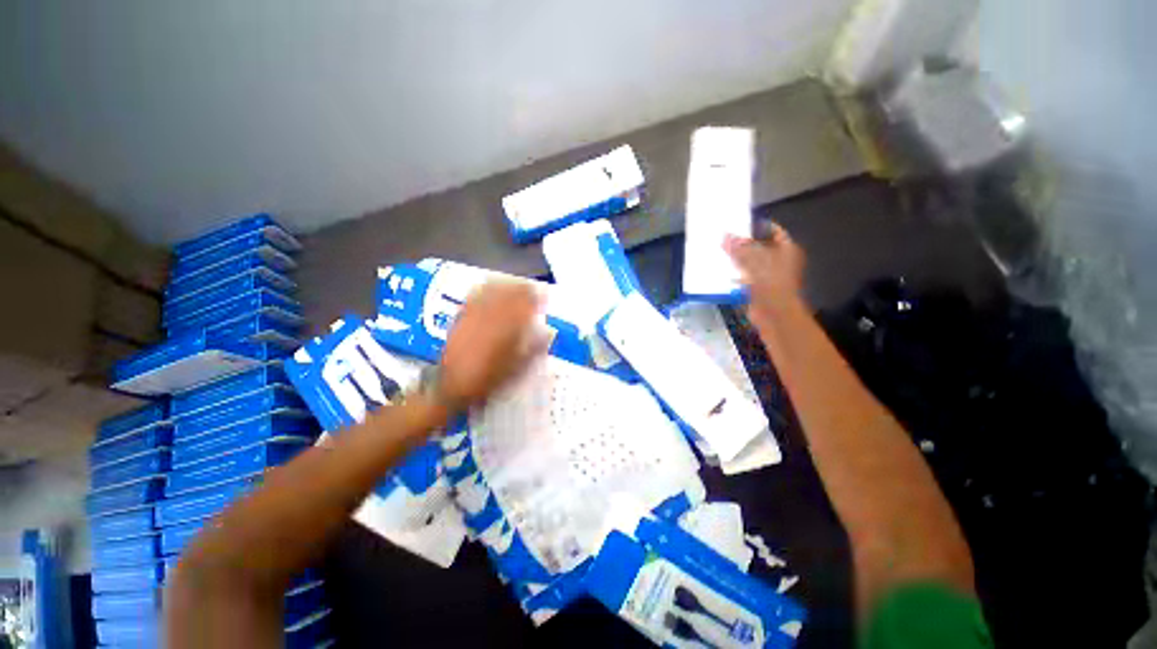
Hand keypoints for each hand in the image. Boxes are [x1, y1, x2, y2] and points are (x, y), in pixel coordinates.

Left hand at [438, 281, 544, 409]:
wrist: (453, 386)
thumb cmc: (489, 380)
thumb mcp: (518, 370)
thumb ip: (534, 349)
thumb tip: (548, 333)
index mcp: (508, 331)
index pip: (525, 306)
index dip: (536, 297)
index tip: (543, 294)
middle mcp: (492, 318)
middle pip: (509, 295)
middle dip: (522, 288)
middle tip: (530, 287)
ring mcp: (475, 316)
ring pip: (492, 292)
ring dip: (505, 286)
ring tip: (513, 284)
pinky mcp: (461, 318)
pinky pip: (475, 297)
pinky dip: (485, 289)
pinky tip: (489, 286)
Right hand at [725, 224, 806, 320]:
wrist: (774, 313)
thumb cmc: (770, 281)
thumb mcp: (753, 259)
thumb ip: (739, 246)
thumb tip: (724, 235)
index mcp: (787, 249)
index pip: (773, 231)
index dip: (758, 226)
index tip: (740, 224)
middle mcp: (780, 261)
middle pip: (760, 247)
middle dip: (743, 244)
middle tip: (725, 238)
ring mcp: (769, 276)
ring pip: (751, 263)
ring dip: (737, 260)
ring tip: (719, 253)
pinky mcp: (758, 289)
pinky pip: (745, 278)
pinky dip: (735, 275)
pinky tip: (721, 271)